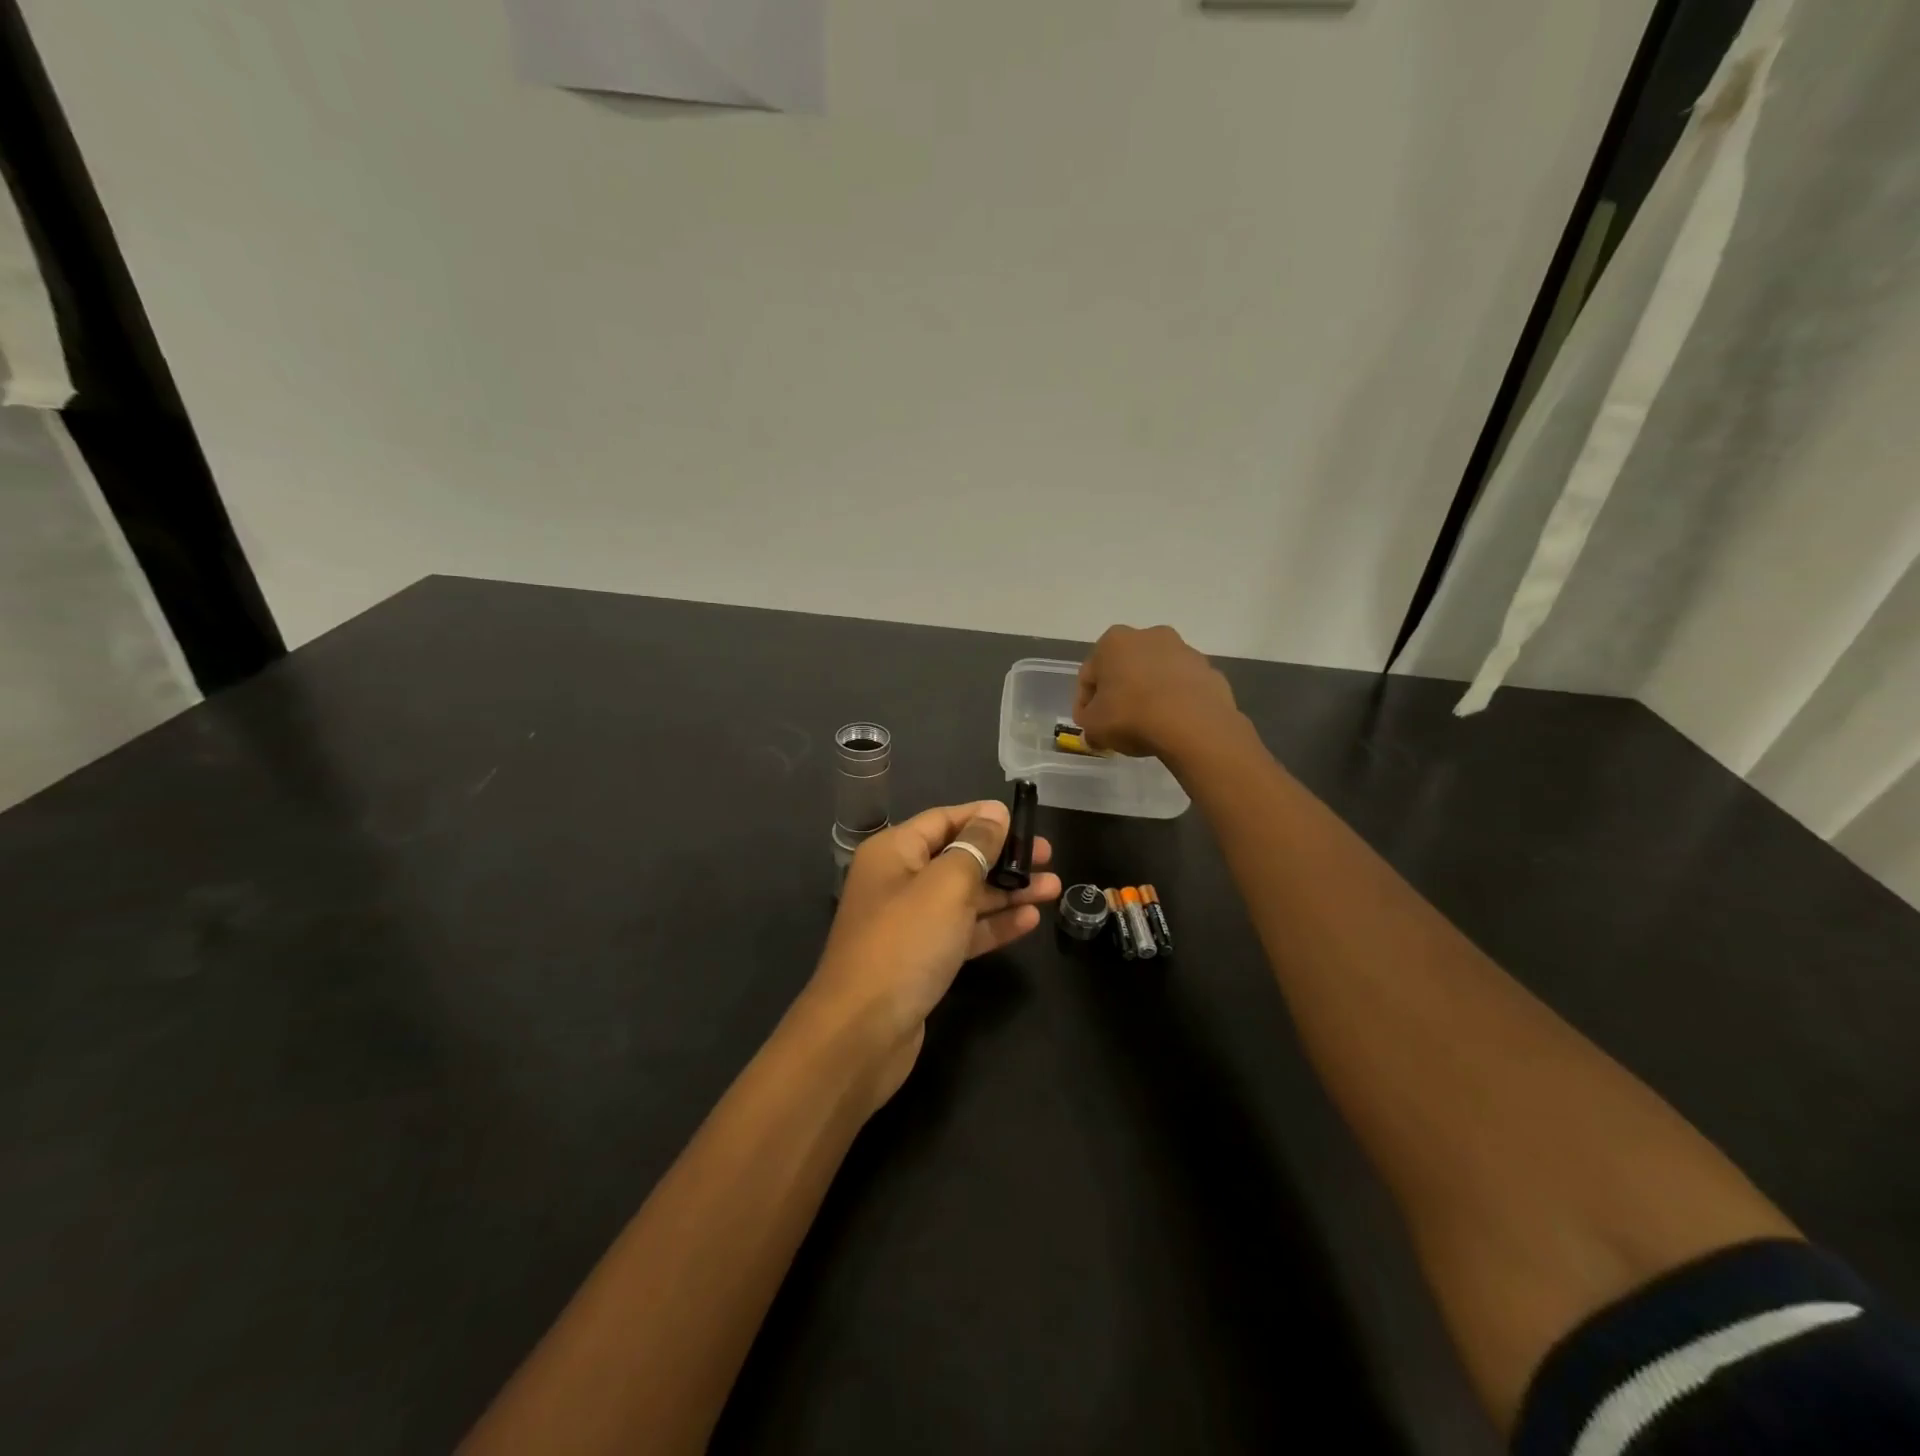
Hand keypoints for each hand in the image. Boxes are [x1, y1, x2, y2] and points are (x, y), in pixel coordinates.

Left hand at [805, 800, 1060, 1108]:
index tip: (1026, 820)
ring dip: (1007, 891)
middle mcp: (899, 881)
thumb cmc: (905, 943)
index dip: (984, 817)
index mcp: (894, 852)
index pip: (944, 820)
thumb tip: (994, 813)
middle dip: (1003, 856)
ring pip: (965, 897)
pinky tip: (1030, 921)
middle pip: (958, 858)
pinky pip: (962, 931)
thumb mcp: (947, 886)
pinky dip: (993, 925)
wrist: (862, 1032)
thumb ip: (976, 846)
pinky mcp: (922, 959)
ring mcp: (909, 923)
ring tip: (1053, 888)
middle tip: (1048, 857)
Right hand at [1075, 624, 1242, 760]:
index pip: (1089, 675)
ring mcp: (1183, 651)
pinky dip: (1175, 701)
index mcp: (1114, 642)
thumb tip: (1094, 727)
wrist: (1193, 724)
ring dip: (1148, 694)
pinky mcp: (1208, 670)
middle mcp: (1149, 635)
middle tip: (1116, 723)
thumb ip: (1087, 723)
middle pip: (1125, 669)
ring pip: (1155, 675)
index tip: (1089, 725)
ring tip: (1148, 726)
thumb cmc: (1132, 715)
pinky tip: (1172, 724)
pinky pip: (1182, 687)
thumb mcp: (1094, 726)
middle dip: (1119, 693)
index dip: (1085, 703)